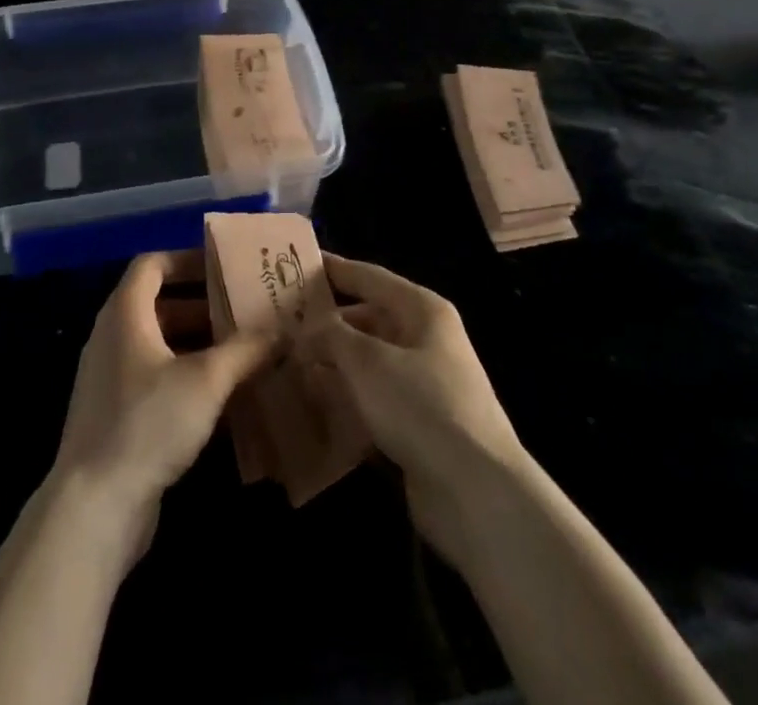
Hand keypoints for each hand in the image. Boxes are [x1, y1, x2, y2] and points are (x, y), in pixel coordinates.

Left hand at [50, 251, 273, 565]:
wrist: (94, 508)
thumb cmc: (148, 423)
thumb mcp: (206, 380)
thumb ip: (245, 350)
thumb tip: (282, 330)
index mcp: (125, 314)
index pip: (152, 265)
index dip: (187, 260)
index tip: (223, 267)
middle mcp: (113, 338)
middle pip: (159, 305)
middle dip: (203, 305)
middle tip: (245, 310)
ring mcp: (111, 379)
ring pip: (160, 345)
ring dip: (199, 345)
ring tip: (244, 351)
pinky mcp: (117, 416)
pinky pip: (155, 380)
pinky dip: (187, 378)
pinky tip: (224, 398)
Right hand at [297, 254, 529, 563]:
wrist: (476, 493)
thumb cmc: (420, 406)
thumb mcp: (367, 361)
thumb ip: (331, 335)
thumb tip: (307, 329)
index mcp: (422, 310)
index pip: (369, 276)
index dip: (333, 269)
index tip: (294, 264)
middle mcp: (426, 339)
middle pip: (368, 319)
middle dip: (326, 324)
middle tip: (281, 325)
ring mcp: (425, 383)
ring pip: (368, 361)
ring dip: (333, 364)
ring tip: (288, 365)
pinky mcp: (419, 424)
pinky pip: (374, 398)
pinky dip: (347, 399)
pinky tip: (314, 407)